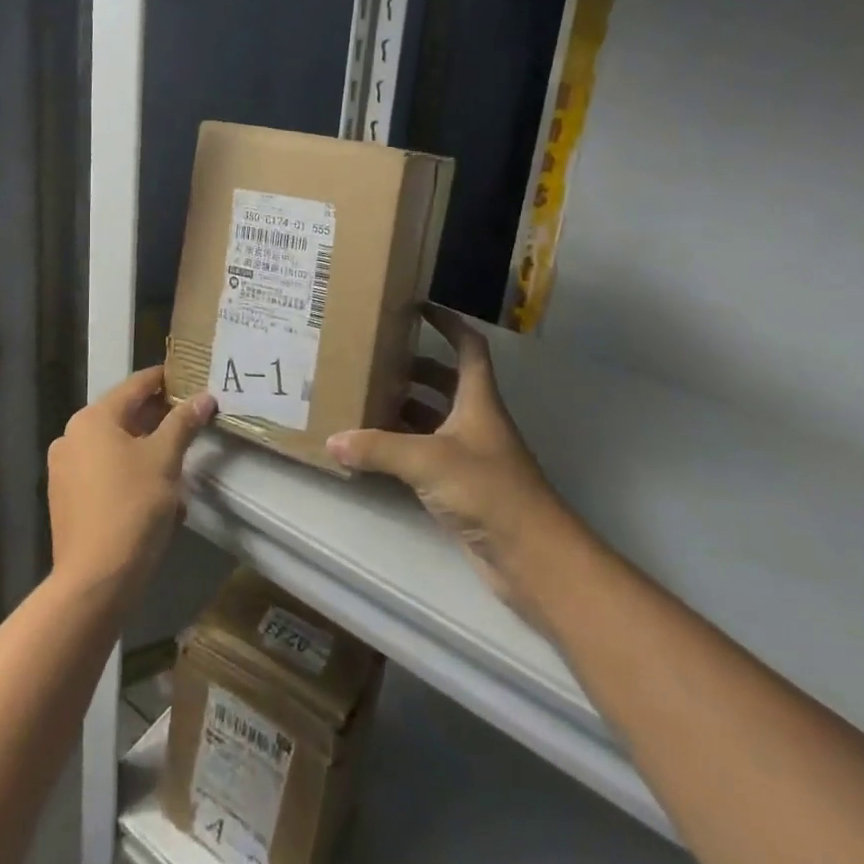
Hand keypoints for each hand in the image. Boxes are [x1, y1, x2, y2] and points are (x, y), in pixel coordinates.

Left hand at [48, 367, 215, 599]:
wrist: (96, 580)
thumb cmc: (132, 507)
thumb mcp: (165, 459)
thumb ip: (183, 422)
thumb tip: (204, 397)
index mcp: (92, 419)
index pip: (135, 385)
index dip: (165, 380)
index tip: (192, 377)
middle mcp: (72, 437)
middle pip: (124, 416)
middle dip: (160, 420)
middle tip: (194, 420)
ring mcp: (66, 469)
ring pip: (117, 448)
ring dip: (149, 452)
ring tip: (181, 465)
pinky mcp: (68, 499)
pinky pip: (106, 474)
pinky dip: (132, 476)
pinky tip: (160, 497)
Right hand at [326, 305, 578, 623]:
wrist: (531, 555)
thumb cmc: (488, 490)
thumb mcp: (427, 460)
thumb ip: (378, 448)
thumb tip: (332, 440)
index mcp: (477, 400)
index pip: (467, 347)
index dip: (447, 323)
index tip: (417, 307)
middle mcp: (474, 420)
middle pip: (444, 381)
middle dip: (412, 368)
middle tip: (373, 358)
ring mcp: (468, 454)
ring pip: (432, 418)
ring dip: (403, 407)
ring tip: (363, 397)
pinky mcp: (460, 486)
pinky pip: (425, 453)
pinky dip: (401, 446)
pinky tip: (372, 449)